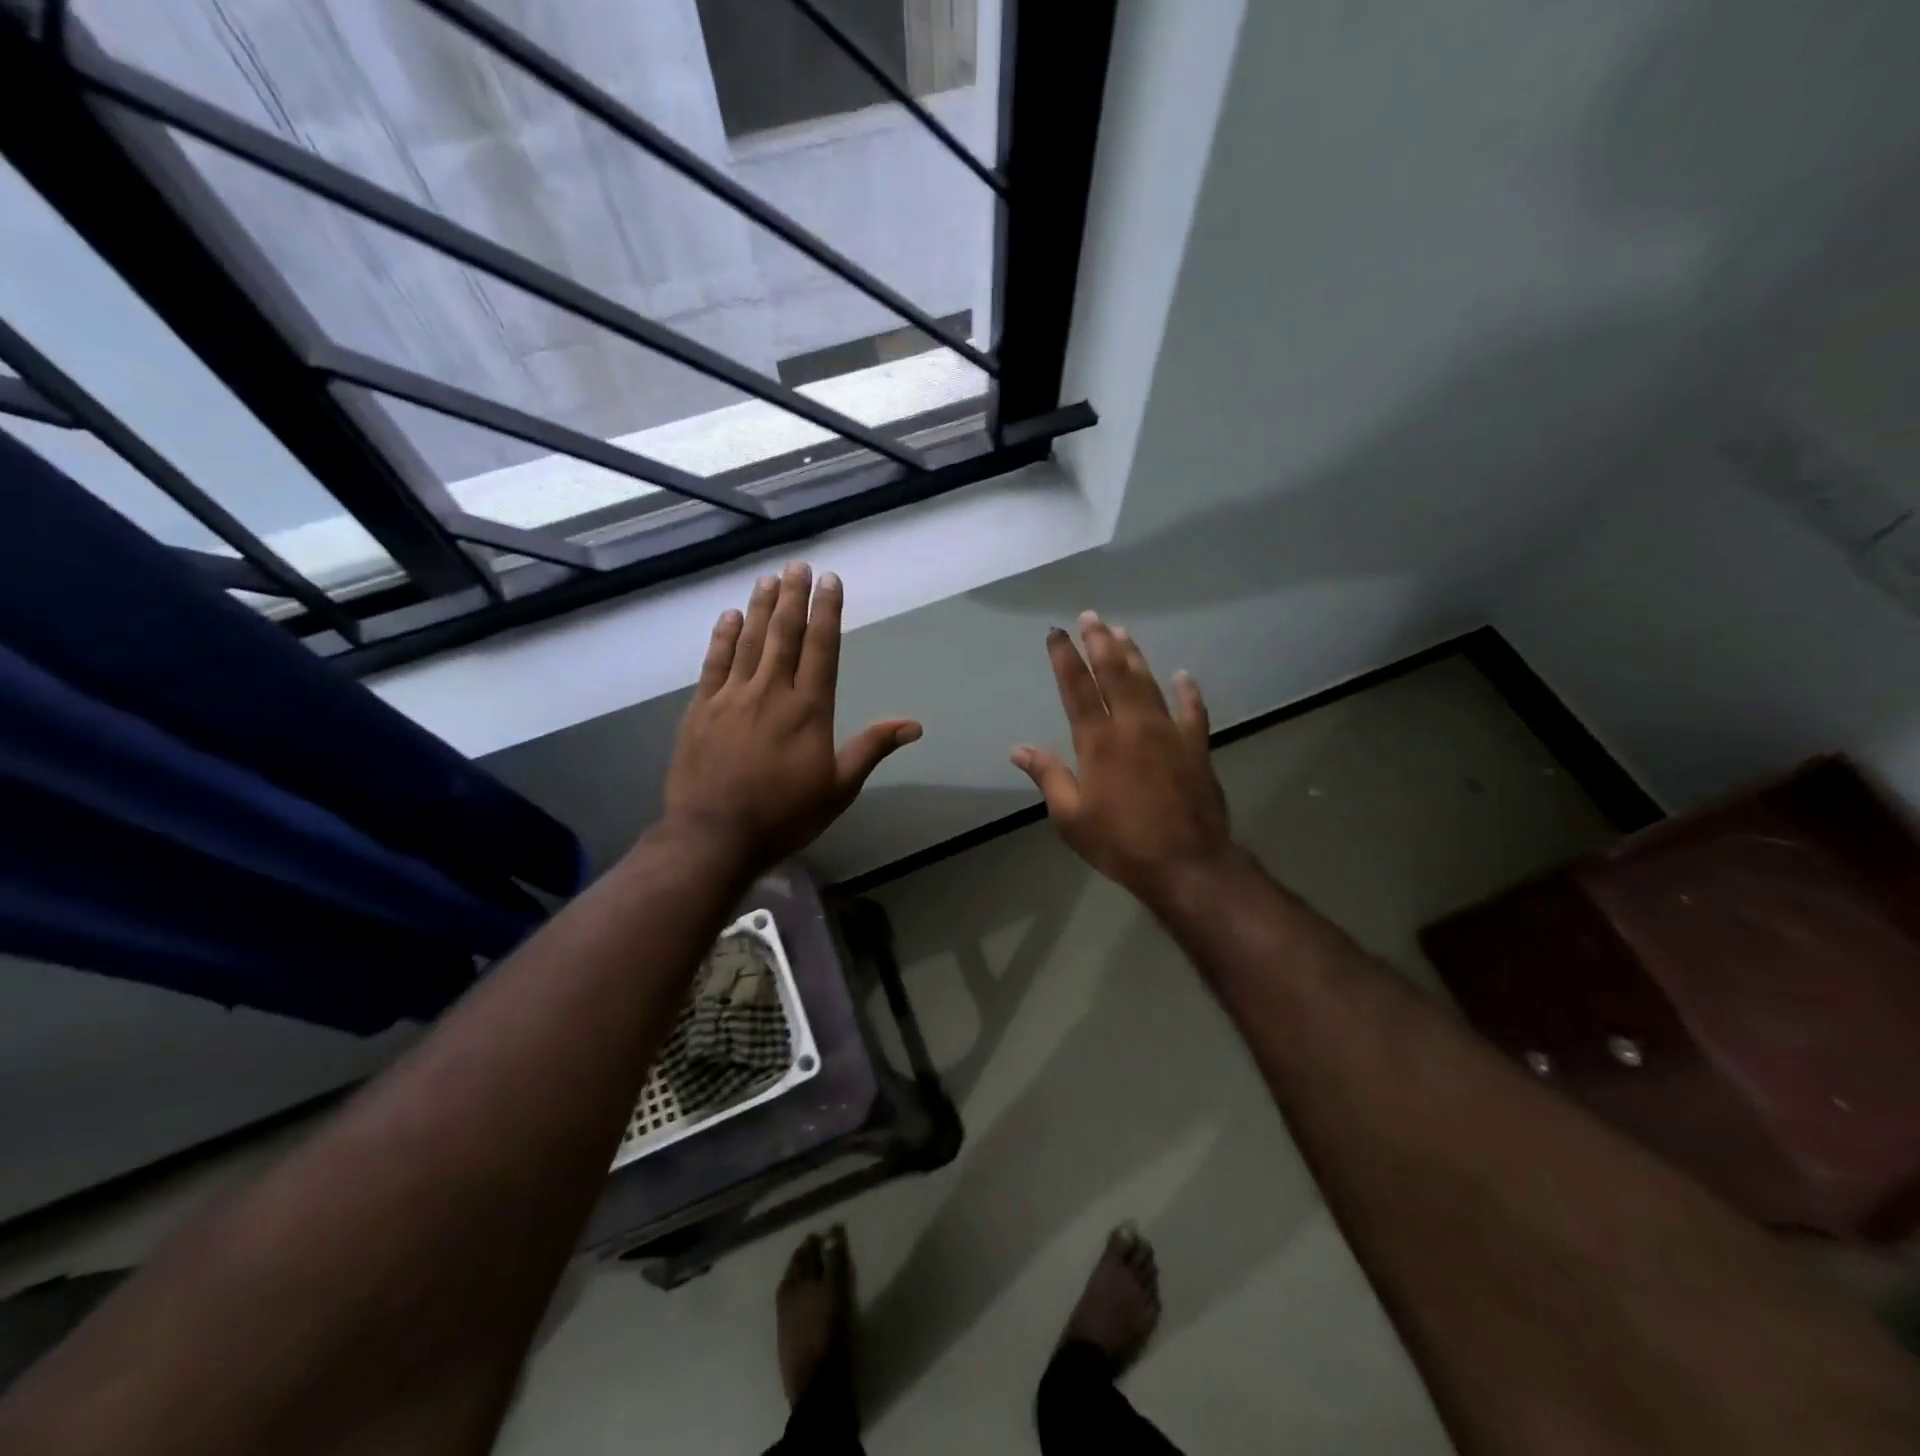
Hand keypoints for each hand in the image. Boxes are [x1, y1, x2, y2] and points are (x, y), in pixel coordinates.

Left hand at [663, 564, 920, 874]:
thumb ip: (872, 748)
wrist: (715, 836)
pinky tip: (729, 617)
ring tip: (769, 579)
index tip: (830, 581)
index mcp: (809, 709)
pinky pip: (714, 663)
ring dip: (761, 607)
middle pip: (785, 634)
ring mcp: (732, 697)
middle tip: (798, 566)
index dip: (827, 611)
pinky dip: (723, 637)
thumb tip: (914, 724)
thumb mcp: (839, 788)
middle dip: (794, 597)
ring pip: (750, 641)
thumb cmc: (785, 815)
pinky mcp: (701, 709)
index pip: (822, 648)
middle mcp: (771, 692)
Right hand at [1012, 612, 1234, 908]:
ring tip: (1122, 632)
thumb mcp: (1071, 817)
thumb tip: (1018, 749)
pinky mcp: (1196, 747)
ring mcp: (1169, 733)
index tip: (1056, 633)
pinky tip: (1183, 676)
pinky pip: (1193, 711)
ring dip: (1134, 656)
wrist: (1187, 864)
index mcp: (1098, 742)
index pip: (1076, 688)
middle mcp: (1133, 726)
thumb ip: (1047, 776)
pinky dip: (1188, 691)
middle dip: (1100, 642)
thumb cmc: (1121, 842)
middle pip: (1114, 673)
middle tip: (1091, 616)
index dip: (1064, 658)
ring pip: (1149, 683)